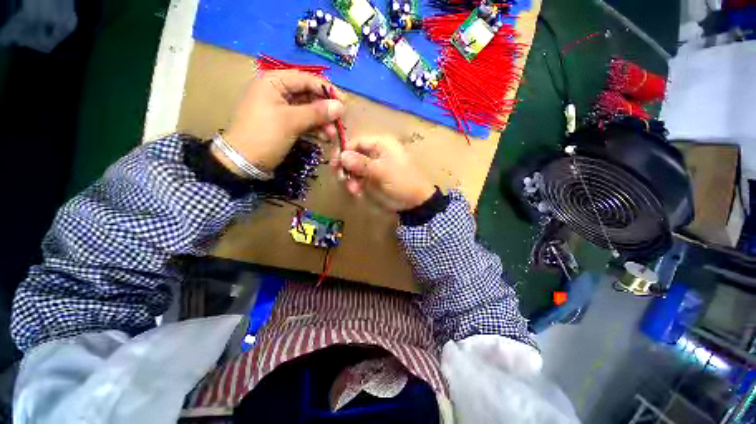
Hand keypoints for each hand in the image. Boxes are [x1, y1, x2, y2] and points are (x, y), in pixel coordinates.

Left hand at [217, 70, 344, 174]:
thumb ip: (316, 112)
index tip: (344, 102)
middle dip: (324, 110)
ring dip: (322, 122)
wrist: (244, 162)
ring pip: (308, 111)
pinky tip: (324, 139)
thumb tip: (340, 106)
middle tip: (339, 123)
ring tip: (332, 136)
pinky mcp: (284, 124)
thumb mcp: (291, 121)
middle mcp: (277, 92)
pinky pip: (304, 122)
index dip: (326, 89)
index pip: (305, 79)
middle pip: (308, 96)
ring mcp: (281, 109)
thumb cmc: (264, 135)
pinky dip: (315, 129)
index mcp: (274, 82)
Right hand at [332, 136, 434, 211]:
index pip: (357, 142)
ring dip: (351, 178)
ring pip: (354, 168)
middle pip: (353, 155)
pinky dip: (355, 185)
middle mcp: (376, 153)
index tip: (335, 164)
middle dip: (346, 167)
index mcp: (381, 144)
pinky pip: (359, 178)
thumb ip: (361, 163)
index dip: (345, 151)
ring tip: (353, 189)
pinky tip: (357, 192)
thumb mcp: (382, 171)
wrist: (415, 200)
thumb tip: (342, 155)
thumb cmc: (402, 181)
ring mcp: (374, 166)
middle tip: (341, 178)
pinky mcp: (373, 178)